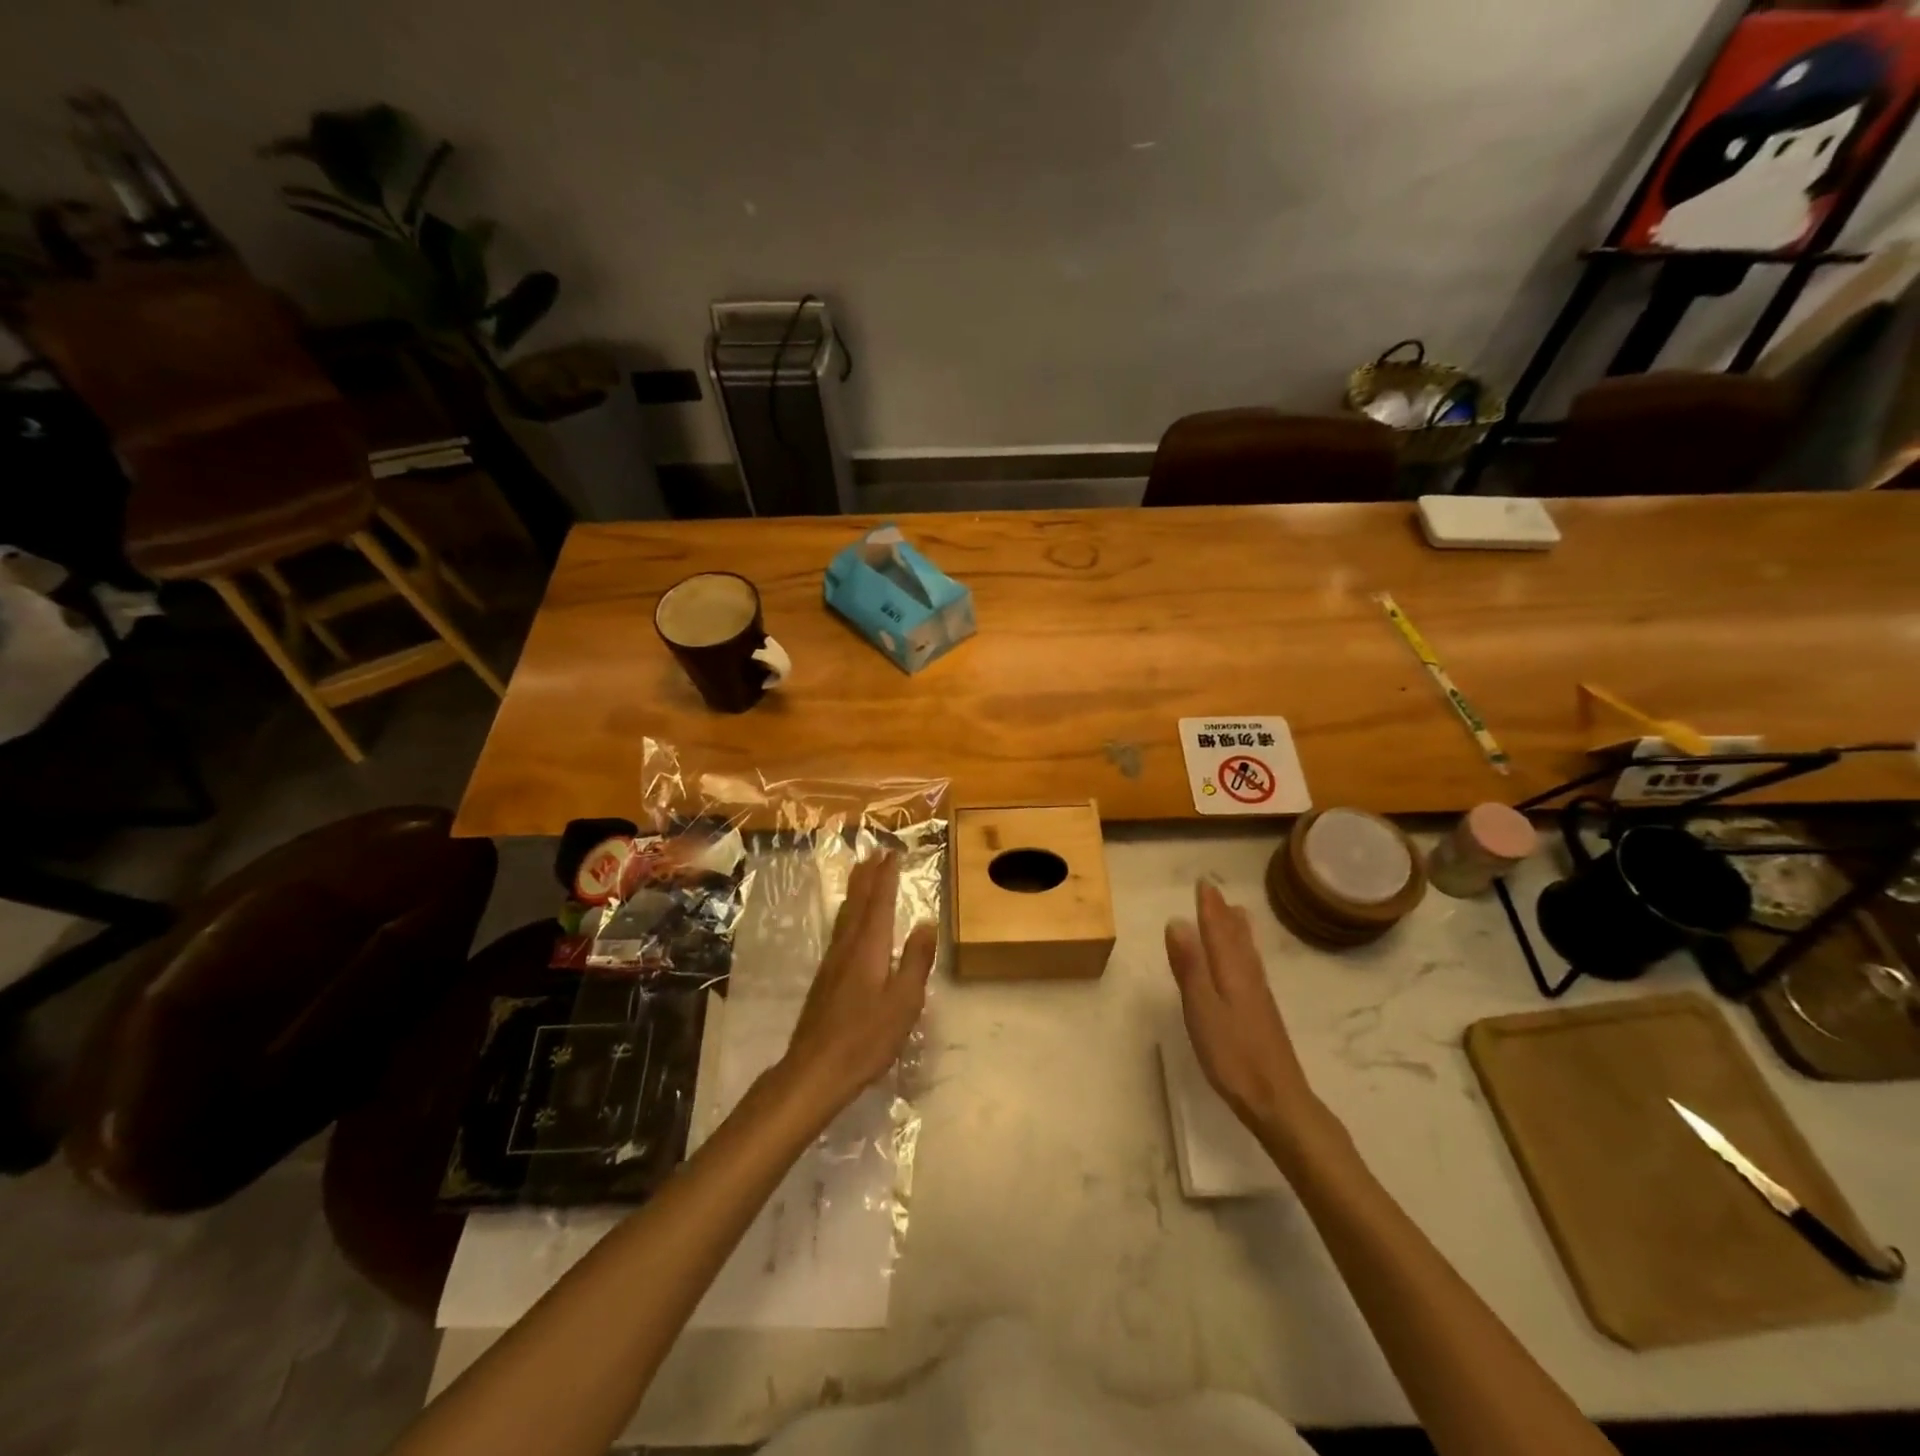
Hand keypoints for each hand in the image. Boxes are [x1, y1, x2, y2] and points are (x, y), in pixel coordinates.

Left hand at [779, 853, 936, 1119]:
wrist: (815, 1069)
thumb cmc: (866, 1038)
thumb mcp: (904, 1001)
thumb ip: (916, 960)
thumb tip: (925, 921)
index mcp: (869, 948)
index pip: (879, 902)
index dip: (886, 877)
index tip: (893, 854)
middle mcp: (848, 946)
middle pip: (858, 902)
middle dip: (868, 876)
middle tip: (876, 853)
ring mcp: (832, 962)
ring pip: (846, 915)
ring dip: (856, 890)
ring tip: (863, 874)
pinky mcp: (826, 978)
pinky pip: (840, 929)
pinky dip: (849, 912)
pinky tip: (850, 921)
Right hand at [1165, 880, 1330, 1150]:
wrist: (1278, 1100)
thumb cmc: (1233, 1056)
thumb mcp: (1202, 1010)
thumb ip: (1189, 966)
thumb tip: (1177, 921)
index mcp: (1231, 973)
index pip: (1218, 931)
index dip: (1209, 907)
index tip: (1203, 883)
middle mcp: (1248, 978)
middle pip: (1235, 938)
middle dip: (1223, 914)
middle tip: (1215, 892)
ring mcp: (1259, 997)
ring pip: (1247, 953)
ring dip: (1237, 930)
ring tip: (1235, 914)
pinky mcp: (1263, 1015)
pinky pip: (1252, 968)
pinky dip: (1245, 953)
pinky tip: (1246, 963)